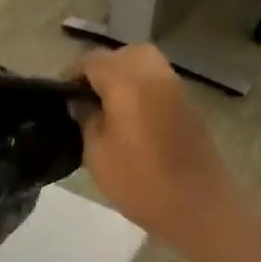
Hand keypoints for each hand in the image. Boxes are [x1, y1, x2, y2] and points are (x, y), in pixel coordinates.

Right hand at [73, 45, 239, 255]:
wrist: (199, 207)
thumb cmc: (140, 182)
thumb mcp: (97, 153)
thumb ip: (86, 118)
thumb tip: (80, 100)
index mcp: (127, 83)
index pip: (93, 61)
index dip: (73, 74)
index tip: (61, 96)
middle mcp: (153, 75)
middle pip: (122, 54)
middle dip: (102, 69)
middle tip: (87, 98)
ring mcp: (176, 88)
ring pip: (144, 63)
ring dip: (124, 75)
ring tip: (109, 106)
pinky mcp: (188, 104)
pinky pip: (159, 81)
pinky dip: (142, 87)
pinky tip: (132, 116)